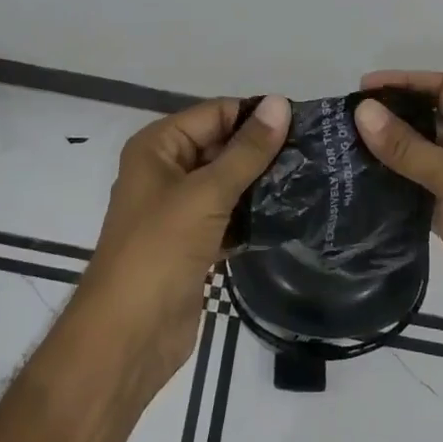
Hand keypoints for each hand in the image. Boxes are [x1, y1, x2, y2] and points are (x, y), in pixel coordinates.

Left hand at [75, 95, 290, 397]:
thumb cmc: (159, 251)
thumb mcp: (205, 194)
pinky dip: (253, 215)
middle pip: (221, 146)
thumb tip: (280, 103)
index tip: (305, 123)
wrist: (128, 338)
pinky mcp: (194, 243)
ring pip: (227, 183)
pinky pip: (229, 216)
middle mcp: (166, 170)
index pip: (214, 113)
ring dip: (261, 183)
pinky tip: (290, 214)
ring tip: (310, 178)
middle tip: (314, 152)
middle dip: (262, 150)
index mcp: (158, 147)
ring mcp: (179, 210)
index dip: (255, 116)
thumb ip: (246, 151)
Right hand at [353, 72, 442, 390]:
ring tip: (342, 149)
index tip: (361, 88)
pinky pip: (417, 192)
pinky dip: (393, 187)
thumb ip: (408, 146)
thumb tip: (361, 110)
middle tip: (343, 121)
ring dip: (388, 153)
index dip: (404, 82)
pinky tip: (361, 185)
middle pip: (430, 120)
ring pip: (421, 158)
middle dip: (391, 117)